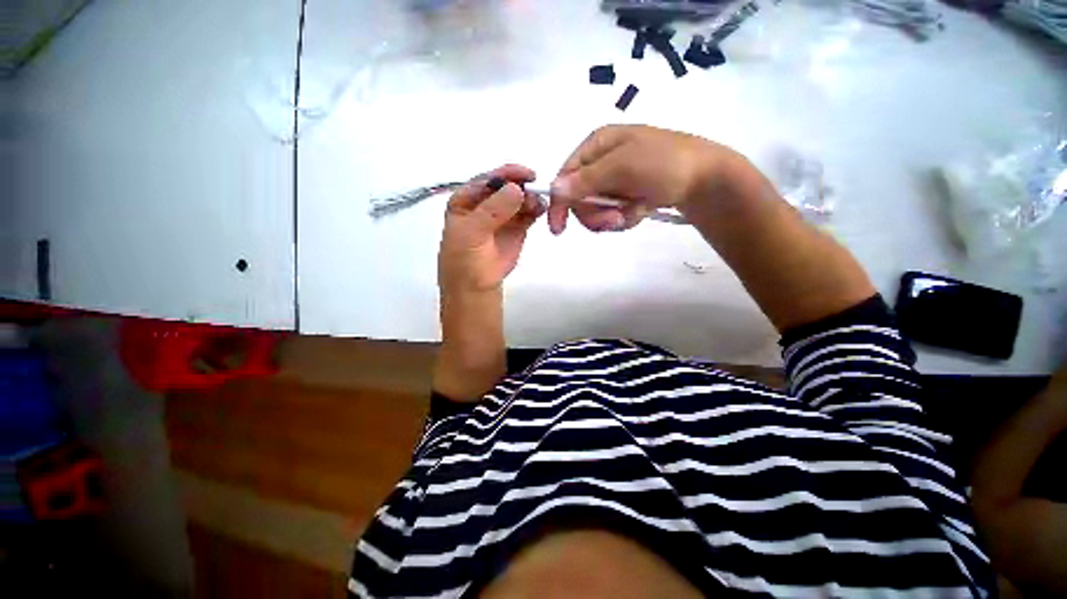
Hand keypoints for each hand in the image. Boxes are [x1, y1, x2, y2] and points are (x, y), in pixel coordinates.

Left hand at [439, 164, 544, 295]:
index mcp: (467, 198)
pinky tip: (541, 211)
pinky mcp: (517, 226)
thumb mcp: (472, 233)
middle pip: (506, 186)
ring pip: (520, 198)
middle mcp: (486, 202)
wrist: (476, 284)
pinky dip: (536, 209)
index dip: (506, 174)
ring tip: (538, 206)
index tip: (526, 174)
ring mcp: (503, 214)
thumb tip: (517, 189)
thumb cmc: (465, 258)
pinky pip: (529, 212)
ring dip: (531, 198)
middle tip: (536, 192)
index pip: (487, 179)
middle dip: (522, 186)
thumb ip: (493, 211)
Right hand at [548, 125, 739, 233]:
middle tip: (614, 219)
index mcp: (597, 145)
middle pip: (579, 197)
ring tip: (632, 214)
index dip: (559, 203)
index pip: (565, 176)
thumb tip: (553, 190)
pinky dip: (624, 218)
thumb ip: (586, 180)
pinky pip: (612, 214)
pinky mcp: (626, 195)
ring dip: (610, 218)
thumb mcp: (623, 167)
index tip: (558, 229)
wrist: (706, 179)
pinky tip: (640, 211)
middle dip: (594, 213)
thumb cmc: (665, 163)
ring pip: (595, 209)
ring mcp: (615, 180)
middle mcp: (602, 161)